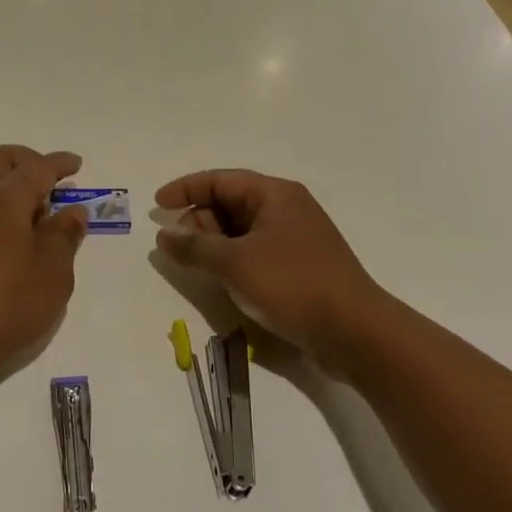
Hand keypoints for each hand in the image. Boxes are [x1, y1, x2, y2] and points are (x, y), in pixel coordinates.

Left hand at [0, 145, 89, 383]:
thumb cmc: (8, 305)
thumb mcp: (53, 273)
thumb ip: (65, 236)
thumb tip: (72, 211)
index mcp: (4, 200)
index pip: (36, 168)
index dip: (60, 164)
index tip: (77, 165)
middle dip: (26, 159)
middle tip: (50, 178)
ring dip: (9, 182)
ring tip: (38, 211)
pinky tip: (16, 234)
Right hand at [155, 169, 387, 364]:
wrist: (354, 332)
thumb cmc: (292, 285)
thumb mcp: (235, 263)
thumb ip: (194, 247)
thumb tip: (164, 235)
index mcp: (275, 195)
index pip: (220, 179)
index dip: (185, 189)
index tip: (157, 206)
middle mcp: (286, 209)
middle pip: (230, 203)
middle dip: (198, 220)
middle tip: (177, 246)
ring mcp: (294, 239)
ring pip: (241, 231)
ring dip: (214, 244)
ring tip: (194, 265)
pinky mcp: (297, 267)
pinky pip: (254, 252)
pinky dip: (232, 260)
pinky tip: (221, 280)